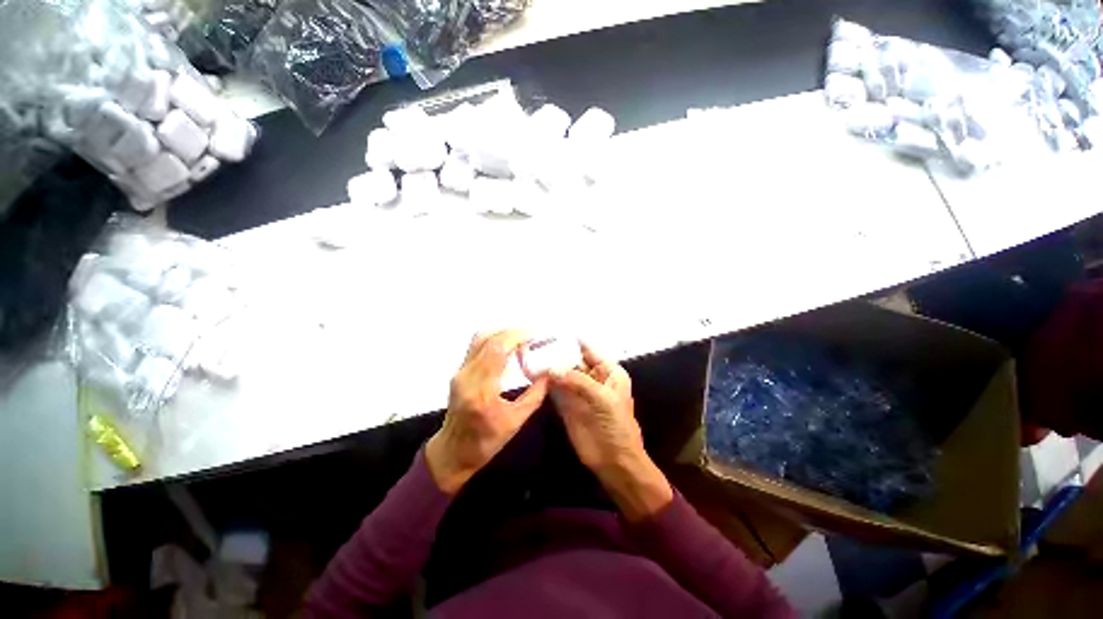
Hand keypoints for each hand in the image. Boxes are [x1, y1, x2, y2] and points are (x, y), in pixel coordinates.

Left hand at [426, 330, 547, 492]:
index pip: (497, 350)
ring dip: (502, 334)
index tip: (535, 336)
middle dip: (512, 332)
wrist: (452, 452)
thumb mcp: (515, 422)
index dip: (517, 337)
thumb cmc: (485, 442)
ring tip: (521, 340)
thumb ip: (535, 395)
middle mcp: (467, 376)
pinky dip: (495, 341)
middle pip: (487, 338)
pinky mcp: (459, 371)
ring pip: (480, 338)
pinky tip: (509, 348)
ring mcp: (460, 372)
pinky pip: (477, 346)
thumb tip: (549, 374)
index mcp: (481, 390)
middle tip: (532, 337)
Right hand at [547, 343, 672, 520]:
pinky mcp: (567, 405)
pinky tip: (532, 374)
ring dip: (548, 366)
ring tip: (529, 356)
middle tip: (534, 344)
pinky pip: (555, 389)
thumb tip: (552, 368)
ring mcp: (578, 391)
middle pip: (572, 360)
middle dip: (556, 353)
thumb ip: (578, 381)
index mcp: (608, 371)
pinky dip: (545, 382)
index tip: (551, 332)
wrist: (615, 461)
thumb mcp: (602, 398)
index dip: (571, 341)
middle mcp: (592, 377)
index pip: (588, 349)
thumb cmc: (616, 425)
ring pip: (562, 373)